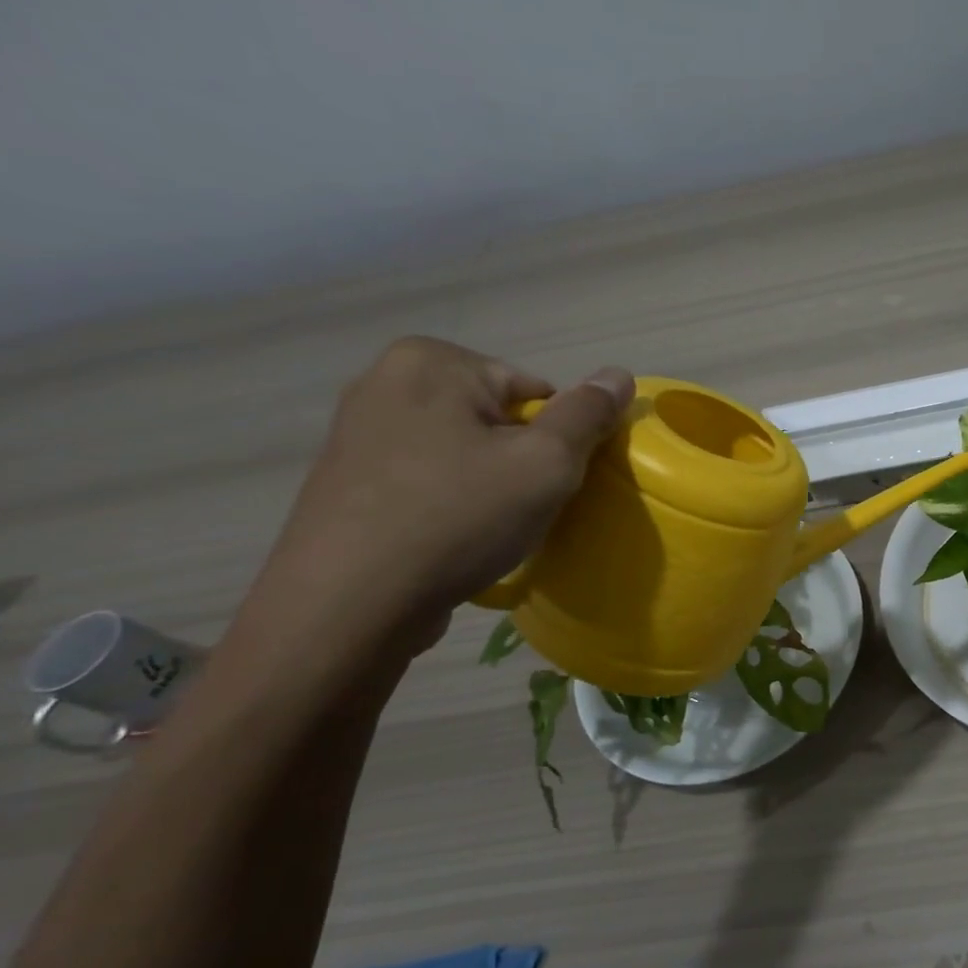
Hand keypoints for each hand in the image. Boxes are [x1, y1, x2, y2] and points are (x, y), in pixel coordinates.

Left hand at [262, 337, 633, 635]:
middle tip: (524, 508)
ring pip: (466, 450)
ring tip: (491, 528)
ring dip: (491, 484)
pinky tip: (454, 538)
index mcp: (432, 361)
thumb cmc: (458, 518)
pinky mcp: (349, 478)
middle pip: (499, 418)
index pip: (536, 391)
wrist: (348, 605)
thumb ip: (588, 414)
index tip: (550, 485)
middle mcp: (385, 381)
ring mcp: (359, 431)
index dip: (558, 440)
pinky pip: (430, 477)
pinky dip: (453, 502)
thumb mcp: (546, 463)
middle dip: (522, 460)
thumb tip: (618, 374)